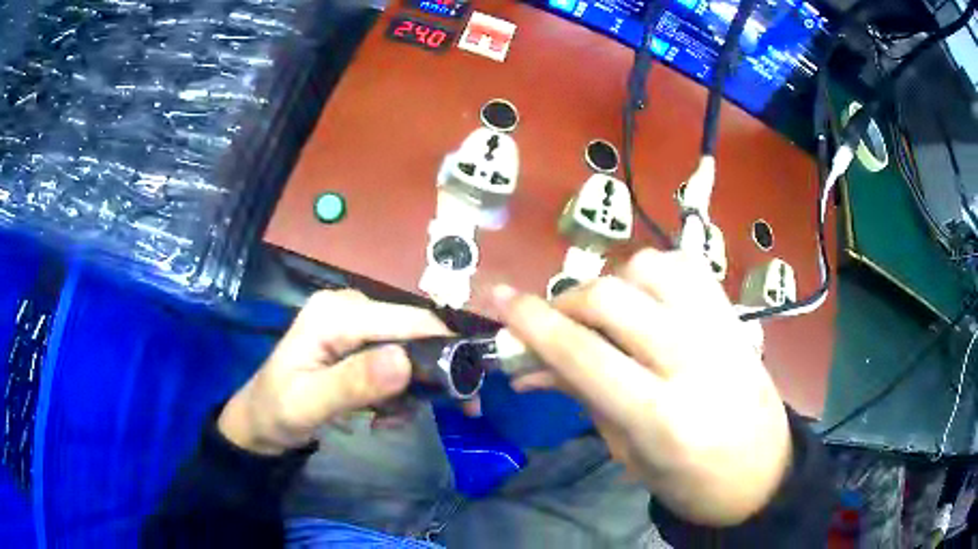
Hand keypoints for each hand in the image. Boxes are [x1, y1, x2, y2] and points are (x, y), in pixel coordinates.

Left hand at [218, 290, 450, 454]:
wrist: (258, 420)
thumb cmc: (276, 412)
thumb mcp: (308, 405)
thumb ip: (352, 384)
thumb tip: (405, 362)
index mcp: (336, 313)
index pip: (408, 320)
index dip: (445, 350)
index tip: (466, 394)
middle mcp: (349, 307)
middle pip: (412, 333)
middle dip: (430, 376)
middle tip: (442, 415)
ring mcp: (353, 322)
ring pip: (407, 349)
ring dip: (411, 389)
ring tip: (391, 422)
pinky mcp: (355, 339)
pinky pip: (394, 360)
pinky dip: (397, 390)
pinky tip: (382, 414)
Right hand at [493, 249, 791, 525]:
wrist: (763, 472)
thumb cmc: (691, 482)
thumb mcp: (629, 455)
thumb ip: (583, 397)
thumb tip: (531, 364)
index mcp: (661, 417)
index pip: (582, 354)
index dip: (532, 322)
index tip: (499, 299)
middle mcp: (693, 361)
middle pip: (611, 298)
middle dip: (566, 301)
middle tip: (555, 323)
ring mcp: (720, 329)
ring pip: (649, 268)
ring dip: (612, 282)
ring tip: (606, 313)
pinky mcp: (734, 316)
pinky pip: (686, 266)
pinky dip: (652, 271)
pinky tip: (645, 297)